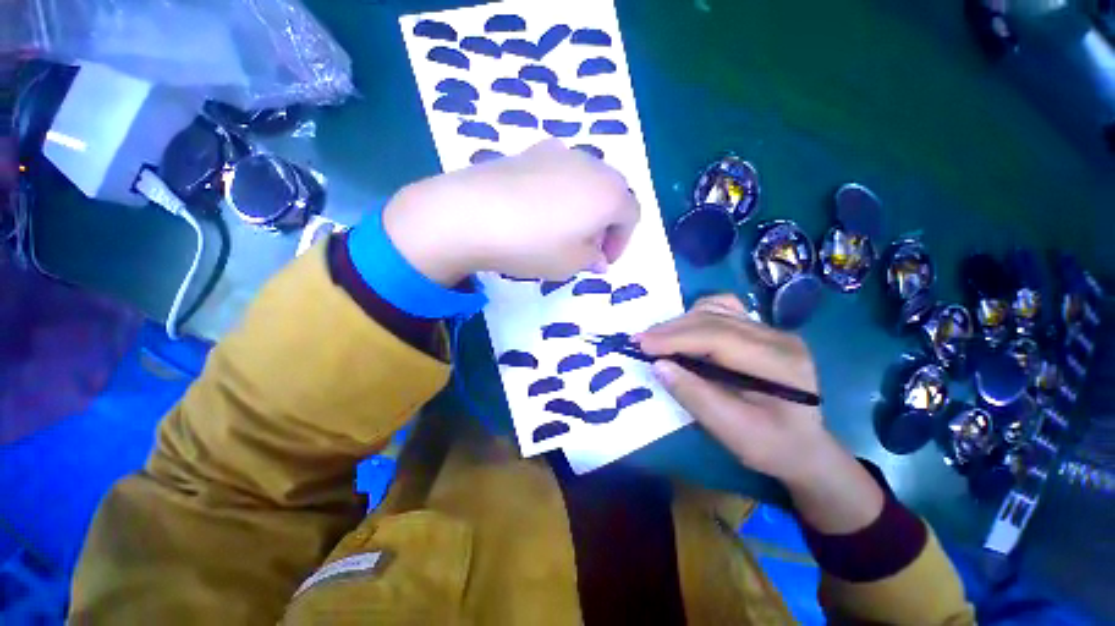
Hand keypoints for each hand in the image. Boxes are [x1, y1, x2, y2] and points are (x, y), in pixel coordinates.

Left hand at [382, 139, 639, 285]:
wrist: (473, 213)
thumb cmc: (533, 244)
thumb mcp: (570, 264)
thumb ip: (591, 259)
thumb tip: (596, 256)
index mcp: (609, 194)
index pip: (631, 215)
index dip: (621, 241)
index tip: (603, 261)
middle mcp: (591, 165)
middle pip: (611, 192)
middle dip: (605, 222)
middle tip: (586, 247)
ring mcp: (559, 153)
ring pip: (585, 180)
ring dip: (583, 206)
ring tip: (562, 230)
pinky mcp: (530, 151)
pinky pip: (558, 172)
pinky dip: (560, 192)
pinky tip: (538, 211)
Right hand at [637, 295, 883, 533]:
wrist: (805, 447)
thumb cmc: (772, 446)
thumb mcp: (733, 432)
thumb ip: (695, 396)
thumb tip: (659, 365)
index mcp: (779, 363)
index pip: (718, 336)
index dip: (676, 338)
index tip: (641, 344)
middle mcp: (777, 336)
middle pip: (714, 318)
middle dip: (671, 329)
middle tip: (640, 342)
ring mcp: (769, 329)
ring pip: (715, 309)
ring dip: (680, 323)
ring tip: (657, 340)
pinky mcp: (759, 330)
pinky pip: (721, 311)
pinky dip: (695, 318)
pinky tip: (683, 332)